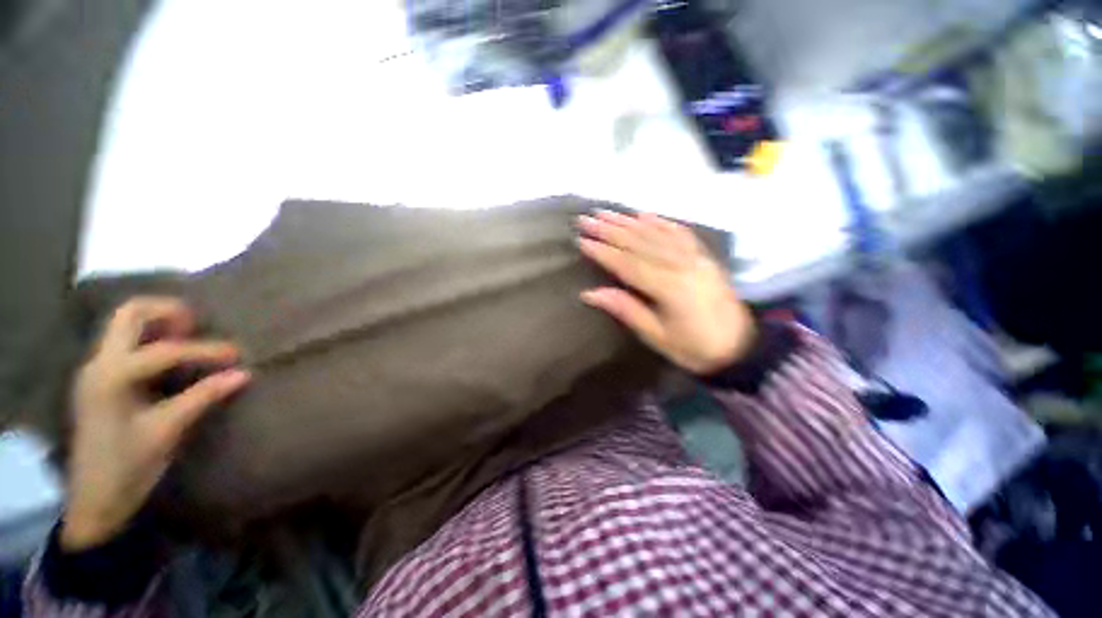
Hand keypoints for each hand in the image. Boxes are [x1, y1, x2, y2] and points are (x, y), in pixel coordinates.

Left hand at [61, 297, 250, 550]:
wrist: (94, 499)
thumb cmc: (128, 466)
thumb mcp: (167, 431)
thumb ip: (203, 397)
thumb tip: (244, 374)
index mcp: (111, 377)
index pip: (164, 350)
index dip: (205, 350)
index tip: (237, 356)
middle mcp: (99, 363)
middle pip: (129, 314)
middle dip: (167, 311)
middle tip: (198, 325)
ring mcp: (96, 369)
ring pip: (124, 324)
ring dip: (158, 322)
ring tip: (189, 335)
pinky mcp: (100, 379)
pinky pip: (125, 343)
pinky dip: (150, 338)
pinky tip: (171, 355)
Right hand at [578, 211, 755, 374]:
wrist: (742, 346)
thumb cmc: (695, 347)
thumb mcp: (658, 337)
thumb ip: (626, 310)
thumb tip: (590, 293)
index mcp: (669, 287)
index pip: (628, 264)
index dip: (603, 252)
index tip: (581, 241)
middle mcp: (681, 264)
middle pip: (639, 243)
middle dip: (610, 230)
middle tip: (586, 218)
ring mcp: (695, 256)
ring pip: (656, 233)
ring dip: (628, 221)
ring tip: (605, 212)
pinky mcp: (703, 255)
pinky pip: (679, 232)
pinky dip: (660, 221)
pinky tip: (643, 213)